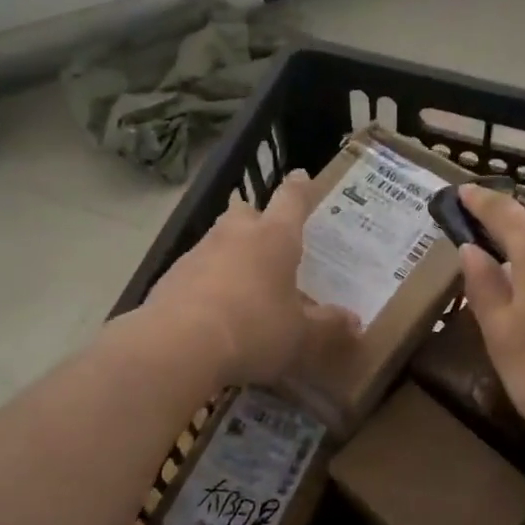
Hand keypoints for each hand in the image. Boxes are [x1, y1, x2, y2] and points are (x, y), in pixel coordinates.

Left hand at [142, 170, 357, 386]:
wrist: (177, 348)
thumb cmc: (254, 331)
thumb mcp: (302, 337)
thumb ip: (328, 327)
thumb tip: (354, 322)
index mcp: (274, 238)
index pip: (291, 199)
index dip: (300, 188)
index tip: (302, 176)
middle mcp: (234, 235)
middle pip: (246, 212)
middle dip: (257, 220)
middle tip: (269, 239)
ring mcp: (197, 254)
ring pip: (218, 241)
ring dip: (230, 254)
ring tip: (244, 284)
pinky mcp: (169, 278)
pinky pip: (195, 272)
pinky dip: (206, 283)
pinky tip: (213, 311)